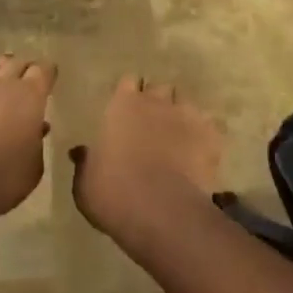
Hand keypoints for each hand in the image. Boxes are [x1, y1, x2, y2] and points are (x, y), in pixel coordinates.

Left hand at [0, 54, 56, 224]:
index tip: (51, 79)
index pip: (43, 69)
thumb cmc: (1, 176)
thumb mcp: (33, 168)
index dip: (48, 73)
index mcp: (30, 95)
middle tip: (30, 84)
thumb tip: (36, 130)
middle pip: (16, 62)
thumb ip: (37, 144)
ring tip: (6, 97)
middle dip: (24, 69)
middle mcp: (3, 85)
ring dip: (1, 79)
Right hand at [71, 75, 221, 243]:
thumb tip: (80, 152)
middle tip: (153, 125)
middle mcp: (156, 101)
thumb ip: (85, 162)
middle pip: (160, 89)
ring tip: (179, 139)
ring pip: (186, 104)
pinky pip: (211, 127)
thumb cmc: (113, 193)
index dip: (128, 95)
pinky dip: (206, 137)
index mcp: (122, 105)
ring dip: (181, 117)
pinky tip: (201, 154)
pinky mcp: (211, 135)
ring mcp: (187, 115)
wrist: (160, 210)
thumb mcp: (85, 182)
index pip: (128, 82)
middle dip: (158, 102)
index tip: (126, 110)